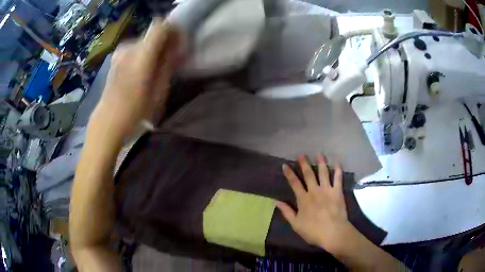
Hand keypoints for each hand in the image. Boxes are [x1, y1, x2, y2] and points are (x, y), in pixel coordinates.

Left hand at [92, 18, 182, 140]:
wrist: (108, 121)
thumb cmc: (135, 111)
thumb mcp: (159, 91)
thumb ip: (168, 64)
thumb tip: (177, 47)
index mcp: (141, 55)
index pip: (160, 27)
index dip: (172, 30)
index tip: (178, 43)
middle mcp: (129, 48)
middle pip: (153, 33)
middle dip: (164, 42)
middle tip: (169, 59)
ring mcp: (120, 52)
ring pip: (145, 41)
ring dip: (153, 49)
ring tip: (154, 68)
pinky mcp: (115, 57)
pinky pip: (135, 48)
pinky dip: (142, 53)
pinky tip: (141, 70)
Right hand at [276, 155, 353, 254]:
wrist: (333, 232)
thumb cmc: (313, 231)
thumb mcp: (296, 224)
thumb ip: (287, 212)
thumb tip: (276, 202)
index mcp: (303, 199)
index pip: (294, 183)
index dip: (289, 174)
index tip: (285, 165)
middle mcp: (314, 191)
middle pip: (308, 175)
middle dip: (304, 164)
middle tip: (302, 155)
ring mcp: (327, 190)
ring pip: (323, 173)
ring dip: (321, 163)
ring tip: (319, 155)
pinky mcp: (338, 192)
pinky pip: (338, 179)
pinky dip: (338, 171)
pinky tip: (337, 164)